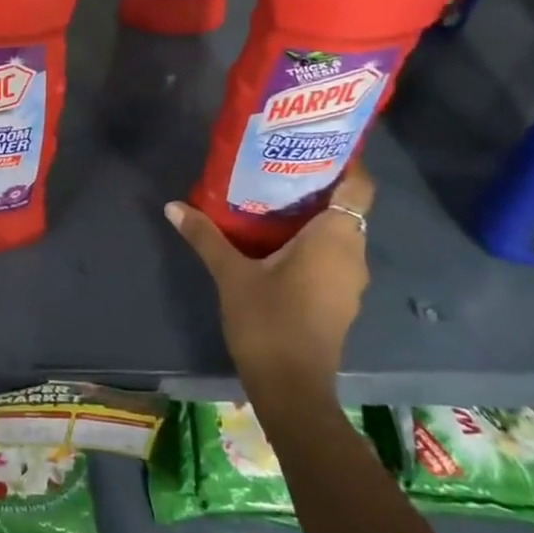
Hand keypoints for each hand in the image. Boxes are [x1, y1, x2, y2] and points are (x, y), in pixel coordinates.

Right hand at [165, 163, 373, 420]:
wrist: (291, 388)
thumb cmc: (268, 322)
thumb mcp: (231, 275)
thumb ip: (205, 236)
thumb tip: (173, 205)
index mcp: (335, 238)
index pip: (359, 186)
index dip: (345, 161)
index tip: (315, 144)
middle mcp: (352, 254)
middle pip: (346, 206)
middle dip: (317, 185)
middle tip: (277, 165)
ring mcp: (348, 280)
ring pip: (338, 233)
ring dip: (312, 215)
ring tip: (272, 198)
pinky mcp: (339, 299)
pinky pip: (331, 255)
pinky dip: (311, 241)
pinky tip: (276, 241)